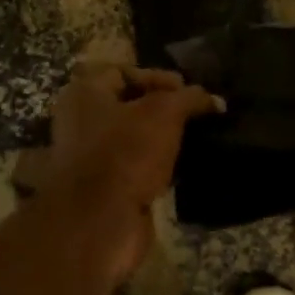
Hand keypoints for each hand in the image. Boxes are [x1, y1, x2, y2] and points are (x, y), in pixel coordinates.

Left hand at [35, 62, 219, 287]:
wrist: (99, 223)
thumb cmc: (125, 153)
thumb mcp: (164, 113)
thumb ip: (189, 98)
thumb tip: (215, 100)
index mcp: (84, 94)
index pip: (124, 71)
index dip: (158, 77)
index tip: (188, 91)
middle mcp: (80, 122)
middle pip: (128, 105)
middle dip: (163, 109)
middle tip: (196, 114)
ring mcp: (89, 158)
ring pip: (132, 139)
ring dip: (161, 139)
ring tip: (196, 139)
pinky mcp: (103, 189)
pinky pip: (134, 168)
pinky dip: (156, 166)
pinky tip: (182, 168)